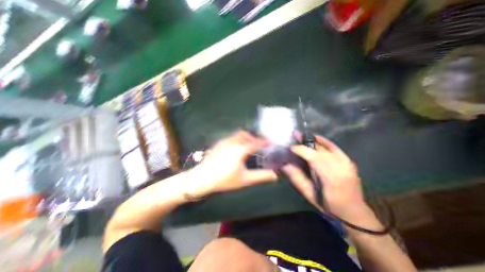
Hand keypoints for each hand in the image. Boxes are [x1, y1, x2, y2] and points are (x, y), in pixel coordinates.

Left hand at [190, 131, 277, 196]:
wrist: (203, 178)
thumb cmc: (225, 179)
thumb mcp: (245, 179)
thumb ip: (261, 176)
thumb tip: (275, 175)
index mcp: (241, 149)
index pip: (256, 143)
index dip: (264, 142)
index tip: (271, 143)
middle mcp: (233, 142)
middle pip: (247, 135)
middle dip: (254, 138)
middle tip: (260, 145)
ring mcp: (224, 141)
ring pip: (238, 135)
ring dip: (246, 137)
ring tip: (250, 145)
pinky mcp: (218, 143)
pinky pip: (231, 137)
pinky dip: (238, 139)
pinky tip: (237, 147)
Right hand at [283, 135, 365, 219]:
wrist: (354, 212)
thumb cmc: (329, 206)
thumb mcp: (310, 195)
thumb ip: (297, 178)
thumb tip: (285, 165)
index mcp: (331, 178)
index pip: (314, 158)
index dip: (302, 150)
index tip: (291, 147)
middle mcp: (341, 167)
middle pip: (320, 150)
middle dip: (305, 142)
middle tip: (294, 136)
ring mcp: (347, 163)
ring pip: (326, 147)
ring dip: (312, 141)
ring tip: (302, 136)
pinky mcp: (349, 161)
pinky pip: (335, 147)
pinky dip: (325, 141)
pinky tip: (316, 137)